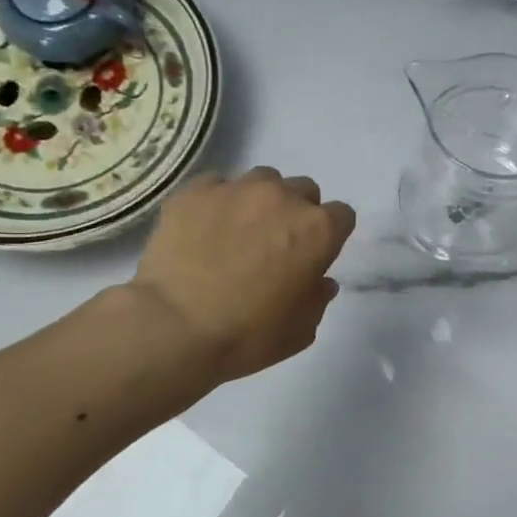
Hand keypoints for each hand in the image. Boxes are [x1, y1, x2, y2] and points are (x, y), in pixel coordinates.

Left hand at [129, 167, 356, 381]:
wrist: (174, 328)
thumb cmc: (247, 336)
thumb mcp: (300, 331)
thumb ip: (317, 299)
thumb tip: (320, 281)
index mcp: (317, 230)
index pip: (342, 216)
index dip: (330, 237)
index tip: (314, 256)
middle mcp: (282, 198)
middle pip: (303, 191)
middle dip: (296, 213)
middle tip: (276, 245)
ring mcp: (236, 189)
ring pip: (262, 181)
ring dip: (259, 202)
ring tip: (238, 232)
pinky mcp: (195, 191)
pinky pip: (217, 186)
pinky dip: (218, 203)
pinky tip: (204, 230)